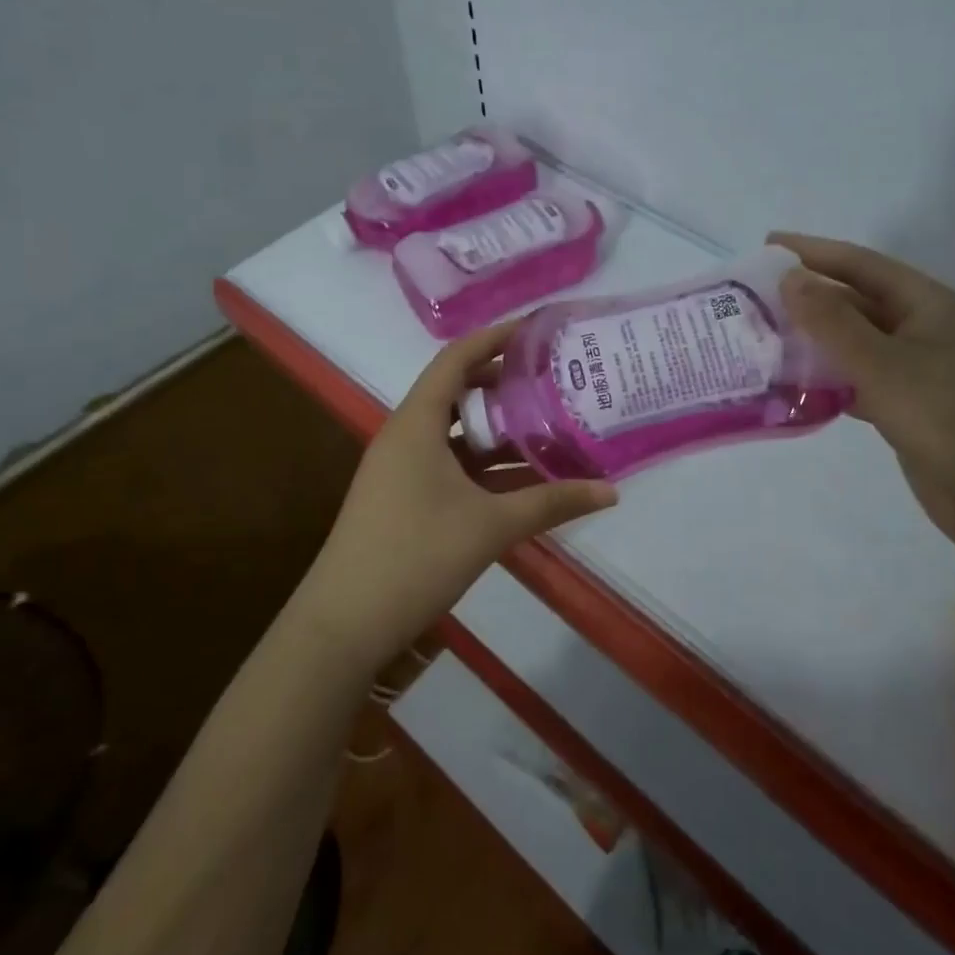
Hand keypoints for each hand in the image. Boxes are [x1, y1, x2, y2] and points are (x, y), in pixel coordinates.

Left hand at [297, 321, 617, 669]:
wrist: (344, 624)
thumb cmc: (416, 556)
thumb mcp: (491, 526)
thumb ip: (552, 503)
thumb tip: (610, 492)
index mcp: (416, 423)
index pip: (456, 358)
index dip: (495, 338)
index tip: (536, 331)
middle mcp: (405, 435)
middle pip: (456, 392)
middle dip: (502, 385)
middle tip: (551, 381)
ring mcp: (400, 469)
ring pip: (454, 433)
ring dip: (495, 430)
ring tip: (546, 425)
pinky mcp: (402, 498)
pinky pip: (448, 465)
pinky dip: (482, 465)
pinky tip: (520, 479)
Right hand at [770, 232, 954, 558]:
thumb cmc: (949, 419)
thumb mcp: (883, 365)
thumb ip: (832, 322)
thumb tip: (789, 278)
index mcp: (927, 305)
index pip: (860, 264)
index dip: (812, 252)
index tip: (766, 246)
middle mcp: (923, 329)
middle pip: (855, 302)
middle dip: (807, 299)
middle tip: (753, 300)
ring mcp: (918, 370)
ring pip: (854, 344)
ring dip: (813, 341)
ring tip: (762, 340)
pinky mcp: (909, 406)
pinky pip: (859, 380)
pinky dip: (828, 380)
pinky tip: (794, 387)